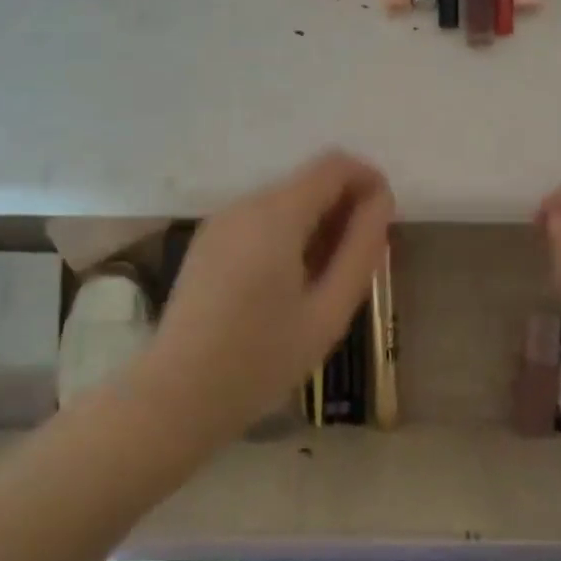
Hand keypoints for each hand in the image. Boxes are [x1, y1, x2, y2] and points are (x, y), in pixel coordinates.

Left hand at [135, 150, 394, 452]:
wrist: (176, 396)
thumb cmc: (261, 359)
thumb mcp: (328, 311)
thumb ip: (361, 249)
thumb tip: (381, 202)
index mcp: (276, 215)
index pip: (334, 165)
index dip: (368, 179)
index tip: (384, 219)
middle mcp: (245, 204)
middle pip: (309, 181)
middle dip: (343, 206)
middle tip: (360, 260)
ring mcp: (221, 221)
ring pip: (285, 201)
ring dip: (316, 222)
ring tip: (325, 278)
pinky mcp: (208, 241)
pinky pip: (260, 220)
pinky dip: (287, 233)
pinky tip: (288, 283)